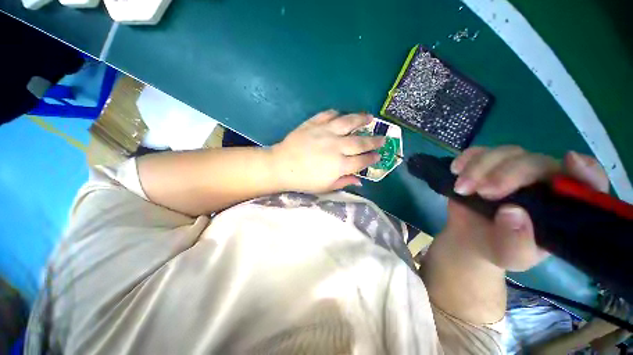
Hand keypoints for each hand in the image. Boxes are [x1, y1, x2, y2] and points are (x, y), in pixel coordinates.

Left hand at [271, 110, 384, 192]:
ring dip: (361, 119)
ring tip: (370, 117)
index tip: (379, 156)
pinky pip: (328, 115)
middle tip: (382, 138)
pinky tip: (341, 115)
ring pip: (348, 123)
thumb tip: (360, 180)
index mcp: (339, 165)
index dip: (372, 158)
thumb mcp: (325, 187)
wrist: (281, 166)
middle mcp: (335, 147)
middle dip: (374, 140)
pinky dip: (337, 114)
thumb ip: (344, 182)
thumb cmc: (304, 180)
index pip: (361, 161)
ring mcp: (324, 133)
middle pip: (360, 142)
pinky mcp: (313, 124)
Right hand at [447, 146, 608, 270]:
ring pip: (505, 153)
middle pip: (534, 162)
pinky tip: (456, 170)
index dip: (585, 171)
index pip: (586, 182)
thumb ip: (518, 242)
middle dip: (507, 173)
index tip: (571, 163)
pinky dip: (467, 158)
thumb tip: (512, 212)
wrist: (470, 238)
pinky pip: (479, 151)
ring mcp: (512, 170)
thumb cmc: (498, 249)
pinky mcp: (486, 166)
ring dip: (480, 167)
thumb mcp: (512, 256)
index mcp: (561, 205)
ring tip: (462, 188)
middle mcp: (542, 182)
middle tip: (483, 192)